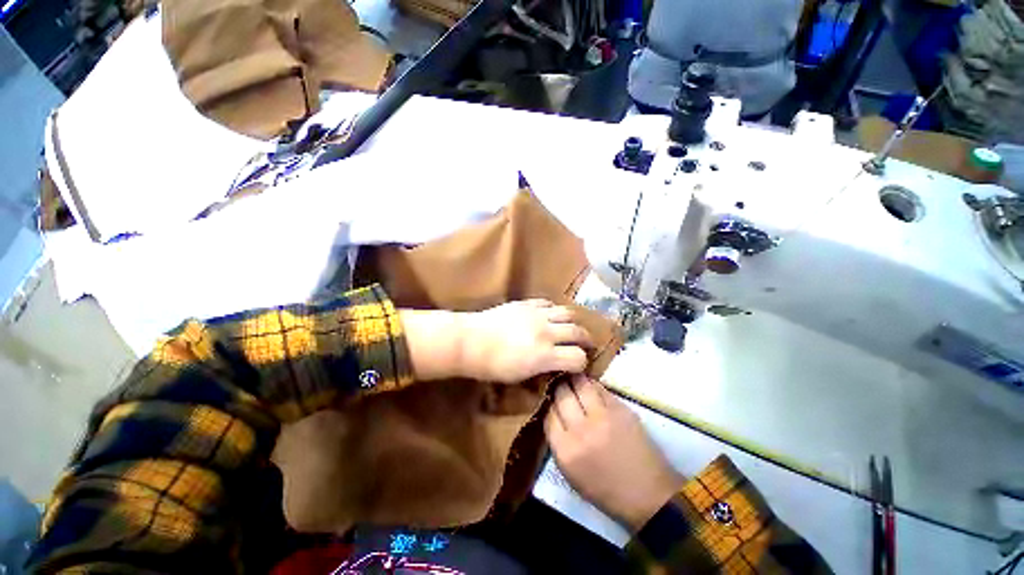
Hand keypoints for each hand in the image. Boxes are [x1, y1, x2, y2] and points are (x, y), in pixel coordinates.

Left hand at [458, 299, 592, 383]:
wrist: (467, 342)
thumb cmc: (490, 367)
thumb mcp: (519, 377)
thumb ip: (543, 370)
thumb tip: (556, 368)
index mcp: (544, 356)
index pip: (578, 358)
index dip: (582, 364)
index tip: (579, 367)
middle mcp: (546, 333)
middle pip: (579, 332)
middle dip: (586, 341)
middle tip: (586, 346)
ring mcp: (537, 315)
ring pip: (568, 314)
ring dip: (574, 323)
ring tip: (573, 329)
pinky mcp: (526, 303)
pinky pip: (549, 304)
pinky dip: (555, 311)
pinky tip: (551, 318)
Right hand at [545, 375, 682, 531]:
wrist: (645, 492)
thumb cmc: (605, 492)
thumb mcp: (570, 475)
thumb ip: (560, 447)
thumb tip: (557, 423)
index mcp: (565, 450)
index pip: (548, 415)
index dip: (548, 405)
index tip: (549, 401)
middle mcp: (581, 429)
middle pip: (563, 396)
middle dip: (559, 388)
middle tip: (559, 384)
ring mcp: (605, 417)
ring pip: (583, 386)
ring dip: (576, 381)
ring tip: (574, 379)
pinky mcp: (624, 410)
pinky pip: (603, 391)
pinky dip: (595, 387)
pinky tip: (593, 389)